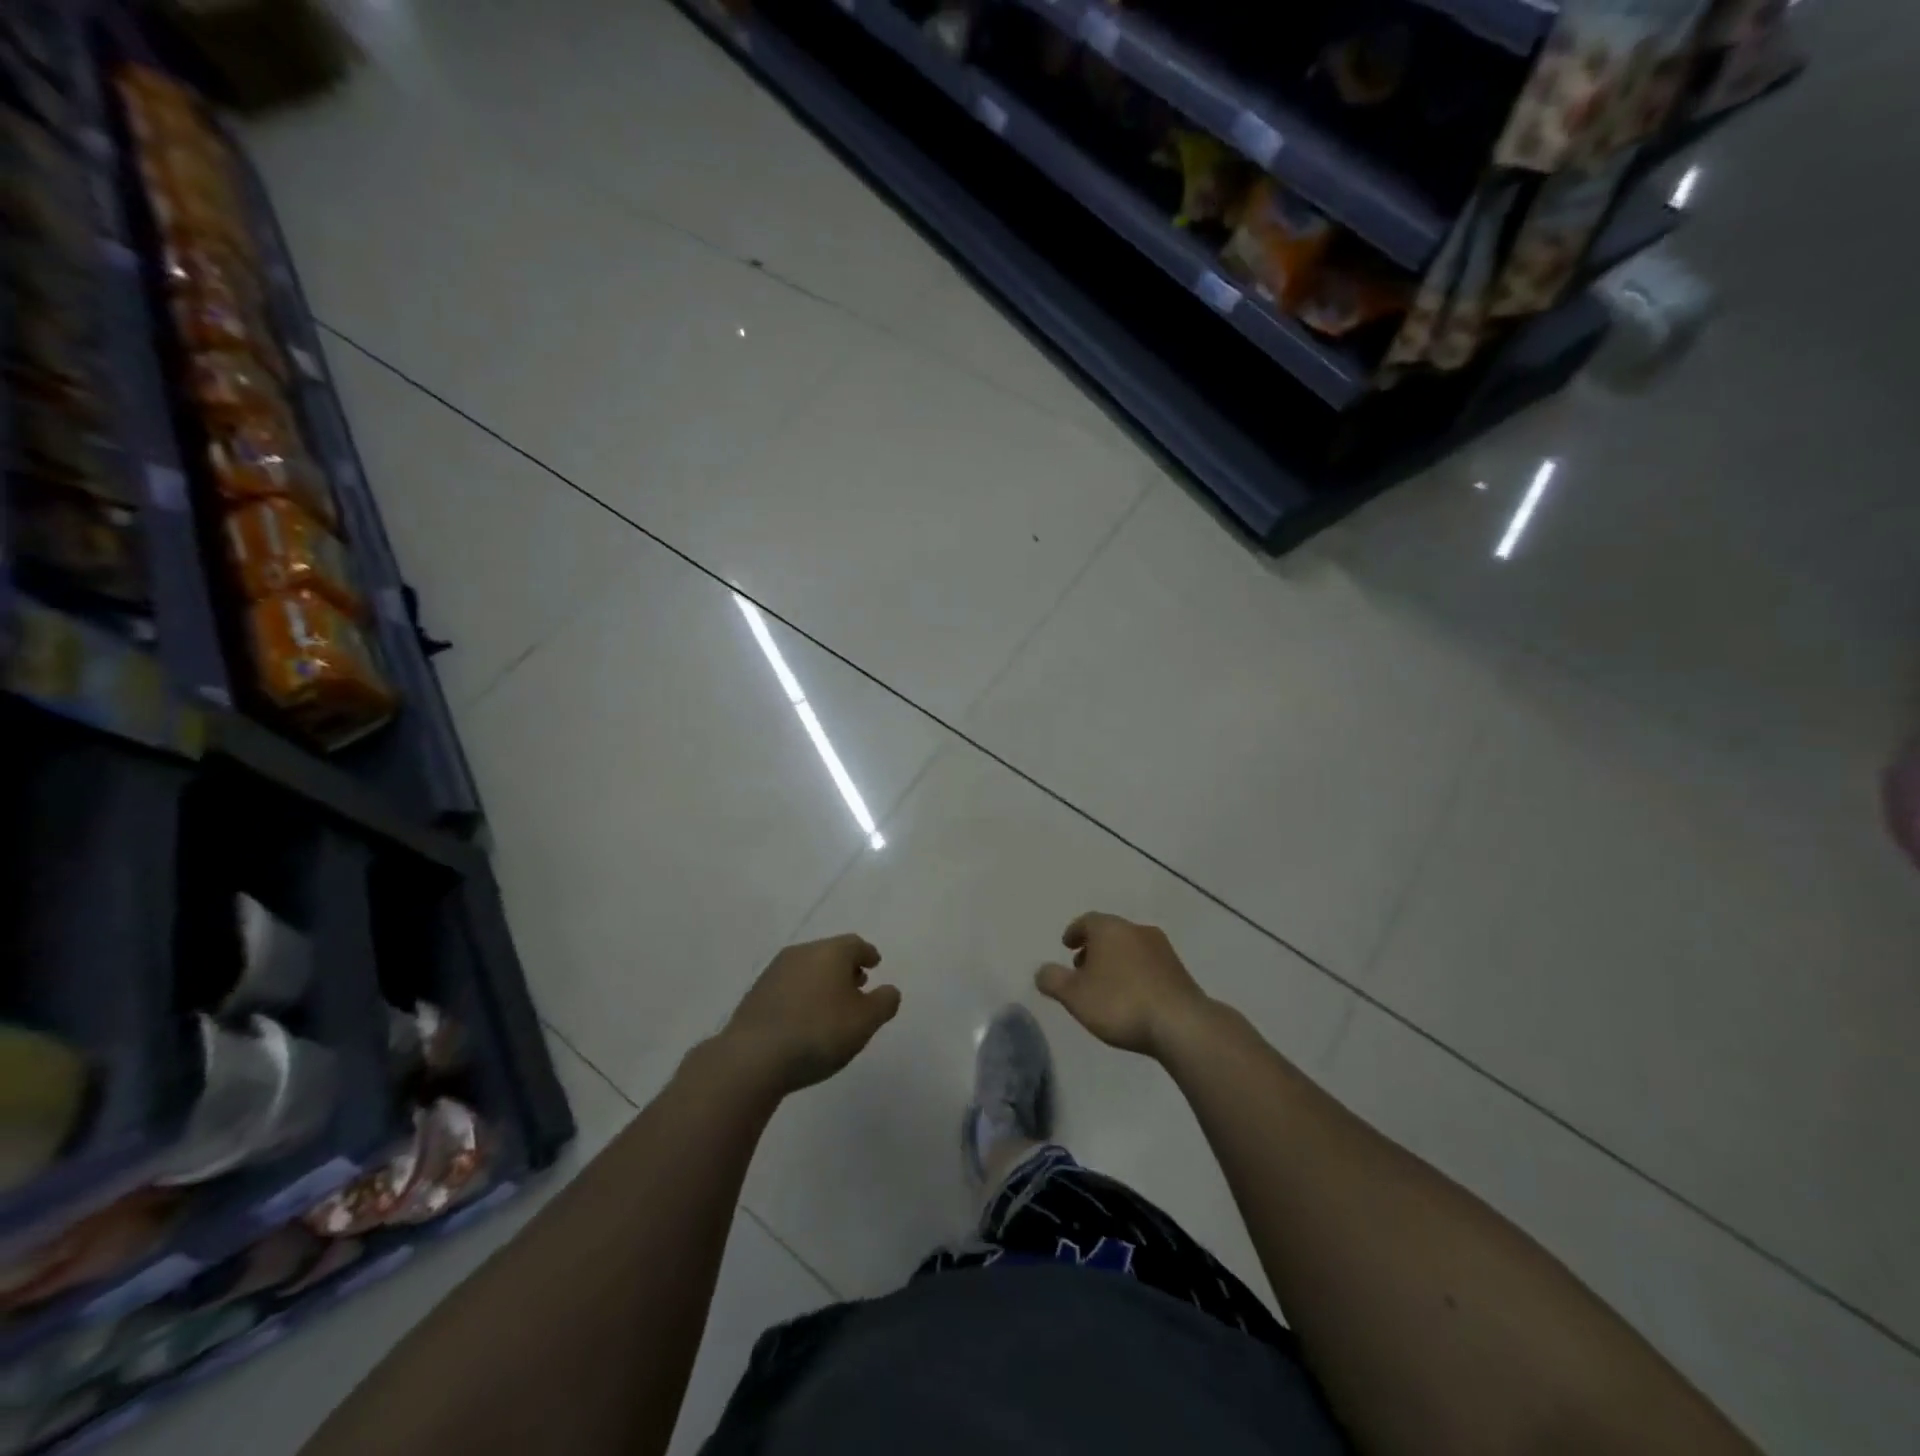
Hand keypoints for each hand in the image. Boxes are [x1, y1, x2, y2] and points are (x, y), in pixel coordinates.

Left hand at [719, 935, 901, 1094]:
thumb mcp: (865, 1021)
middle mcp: (801, 953)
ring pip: (807, 969)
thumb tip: (889, 990)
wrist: (754, 1057)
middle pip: (829, 954)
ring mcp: (774, 972)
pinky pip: (789, 987)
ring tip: (832, 1006)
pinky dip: (802, 995)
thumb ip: (884, 1002)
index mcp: (830, 952)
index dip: (868, 954)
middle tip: (857, 985)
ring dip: (822, 982)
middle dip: (845, 968)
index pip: (855, 944)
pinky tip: (805, 1019)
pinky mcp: (756, 995)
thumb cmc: (819, 1033)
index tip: (875, 964)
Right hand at [1036, 912, 1212, 1058]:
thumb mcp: (1075, 996)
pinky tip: (1131, 996)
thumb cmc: (1120, 1003)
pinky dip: (1134, 973)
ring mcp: (1162, 949)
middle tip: (1082, 968)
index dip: (1074, 932)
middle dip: (1094, 947)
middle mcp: (1136, 930)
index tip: (1067, 945)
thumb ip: (1053, 980)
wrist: (1181, 1024)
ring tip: (1106, 985)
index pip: (1087, 920)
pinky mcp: (1179, 970)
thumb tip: (1041, 970)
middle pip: (1110, 932)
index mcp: (1110, 929)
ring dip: (1115, 960)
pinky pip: (1148, 964)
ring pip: (1130, 947)